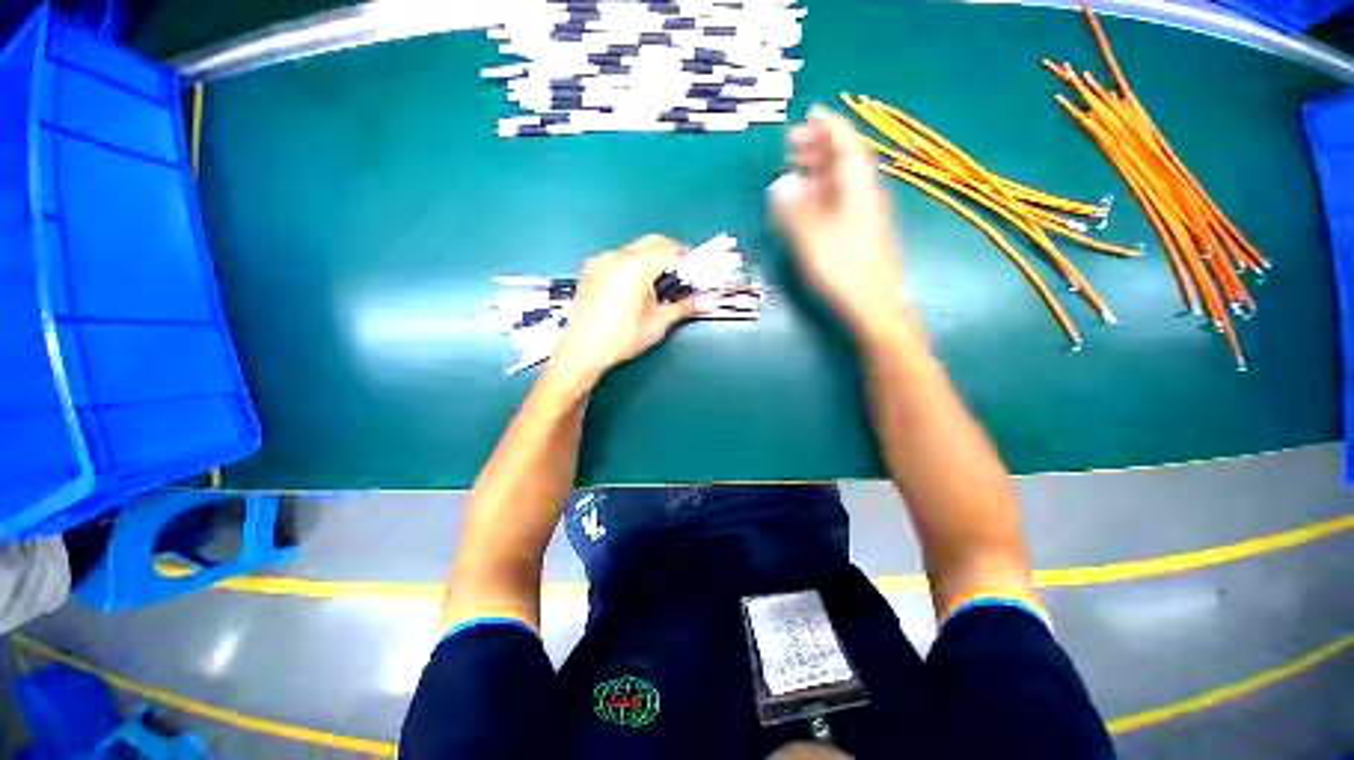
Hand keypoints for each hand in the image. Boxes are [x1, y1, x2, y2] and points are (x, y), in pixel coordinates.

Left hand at [551, 235, 698, 380]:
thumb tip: (709, 301)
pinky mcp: (591, 269)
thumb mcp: (657, 323)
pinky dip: (633, 264)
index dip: (687, 259)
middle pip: (652, 242)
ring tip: (656, 286)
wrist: (582, 350)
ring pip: (635, 248)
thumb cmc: (621, 338)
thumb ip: (684, 306)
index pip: (670, 249)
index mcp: (635, 266)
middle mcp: (617, 256)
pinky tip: (634, 288)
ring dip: (651, 259)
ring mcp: (601, 261)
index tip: (695, 273)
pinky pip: (619, 257)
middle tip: (679, 279)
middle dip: (670, 255)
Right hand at [770, 106, 906, 342]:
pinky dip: (823, 192)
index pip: (845, 145)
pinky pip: (841, 199)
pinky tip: (810, 200)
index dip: (828, 126)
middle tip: (793, 142)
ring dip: (820, 169)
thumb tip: (781, 184)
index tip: (810, 113)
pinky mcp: (861, 232)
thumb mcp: (811, 237)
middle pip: (844, 160)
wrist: (873, 304)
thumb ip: (794, 209)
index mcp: (857, 187)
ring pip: (842, 181)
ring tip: (796, 167)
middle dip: (820, 146)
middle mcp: (865, 194)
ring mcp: (865, 214)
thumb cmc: (841, 269)